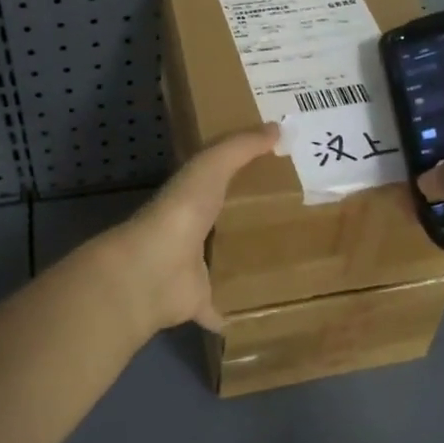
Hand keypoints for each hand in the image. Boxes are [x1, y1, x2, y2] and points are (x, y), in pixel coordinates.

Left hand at [89, 123, 280, 336]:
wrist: (154, 269)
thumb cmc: (182, 210)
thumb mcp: (211, 166)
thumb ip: (241, 147)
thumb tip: (277, 127)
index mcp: (192, 196)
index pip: (216, 179)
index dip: (239, 173)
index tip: (274, 170)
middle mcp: (190, 230)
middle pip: (220, 222)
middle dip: (244, 220)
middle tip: (289, 218)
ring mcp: (192, 269)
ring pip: (220, 264)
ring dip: (240, 262)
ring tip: (283, 262)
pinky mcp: (198, 302)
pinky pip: (220, 309)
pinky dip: (233, 313)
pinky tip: (257, 315)